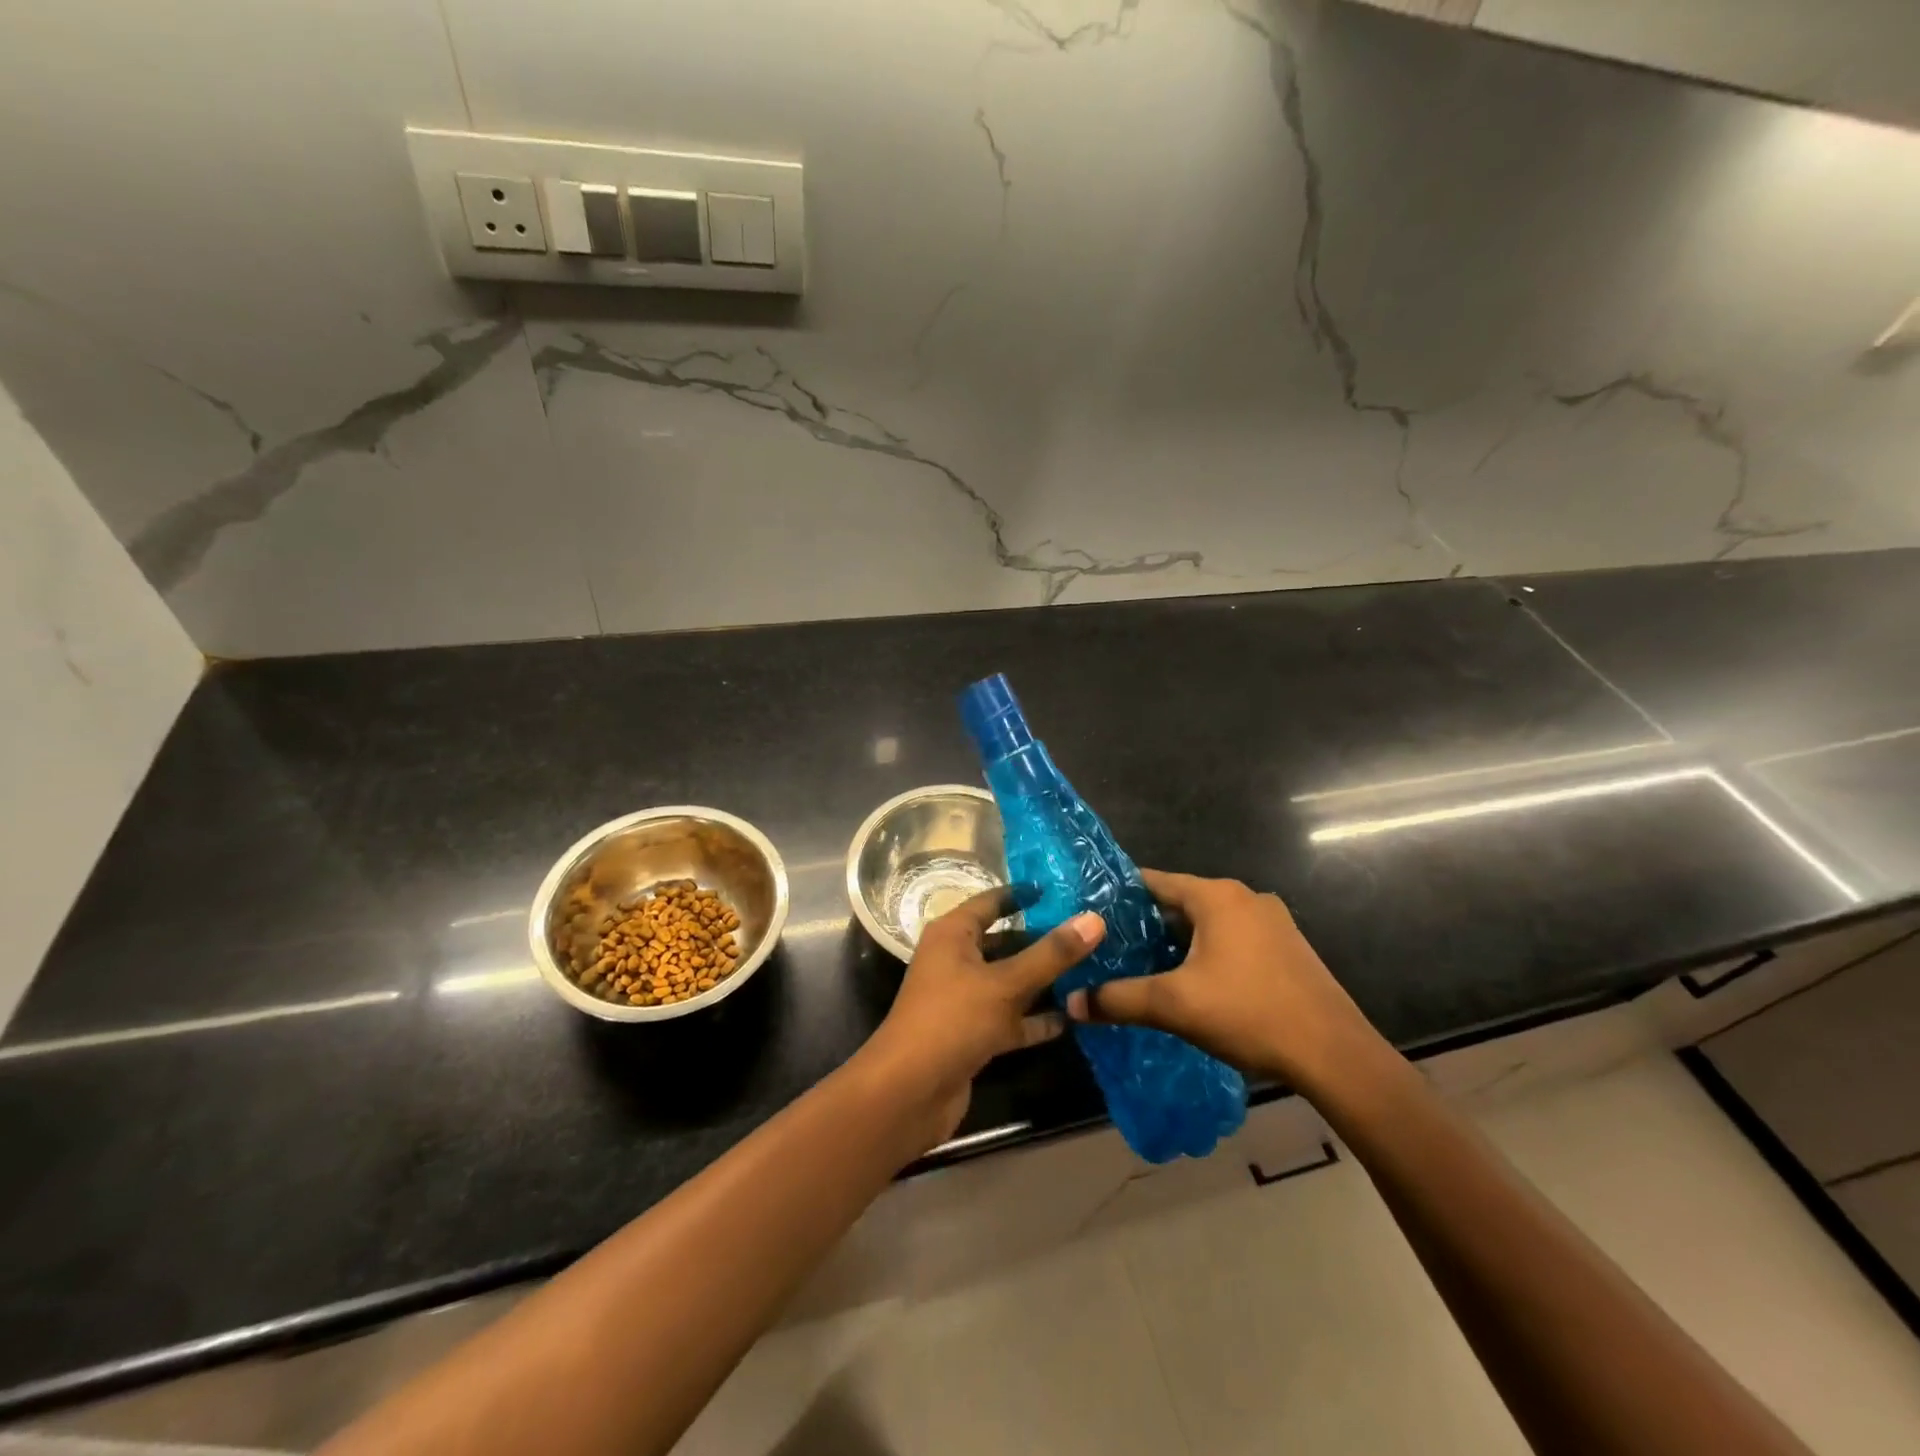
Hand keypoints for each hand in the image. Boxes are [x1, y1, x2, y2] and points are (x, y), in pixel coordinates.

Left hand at [857, 889, 1105, 1151]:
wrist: (909, 1092)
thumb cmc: (953, 1020)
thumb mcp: (1006, 983)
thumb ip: (1051, 953)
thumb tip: (1094, 918)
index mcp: (952, 934)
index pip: (991, 903)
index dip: (1022, 896)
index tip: (1060, 892)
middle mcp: (955, 961)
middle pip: (1005, 943)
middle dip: (1043, 941)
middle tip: (1089, 935)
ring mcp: (963, 1000)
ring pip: (1009, 982)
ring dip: (1043, 982)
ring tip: (1091, 972)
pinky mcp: (972, 1035)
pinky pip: (1010, 1019)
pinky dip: (1036, 1019)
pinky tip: (1073, 1018)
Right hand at [1066, 869, 1384, 1094]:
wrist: (1334, 1054)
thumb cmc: (1249, 1013)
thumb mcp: (1174, 1005)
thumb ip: (1119, 999)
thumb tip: (1071, 1002)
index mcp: (1216, 896)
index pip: (1154, 881)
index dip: (1120, 897)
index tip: (1091, 914)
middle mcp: (1245, 897)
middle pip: (1181, 902)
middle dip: (1147, 924)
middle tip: (1113, 947)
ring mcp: (1272, 921)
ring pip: (1208, 922)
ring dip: (1179, 941)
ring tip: (1146, 966)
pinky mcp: (1287, 947)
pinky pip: (1233, 938)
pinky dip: (1208, 951)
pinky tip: (1195, 982)